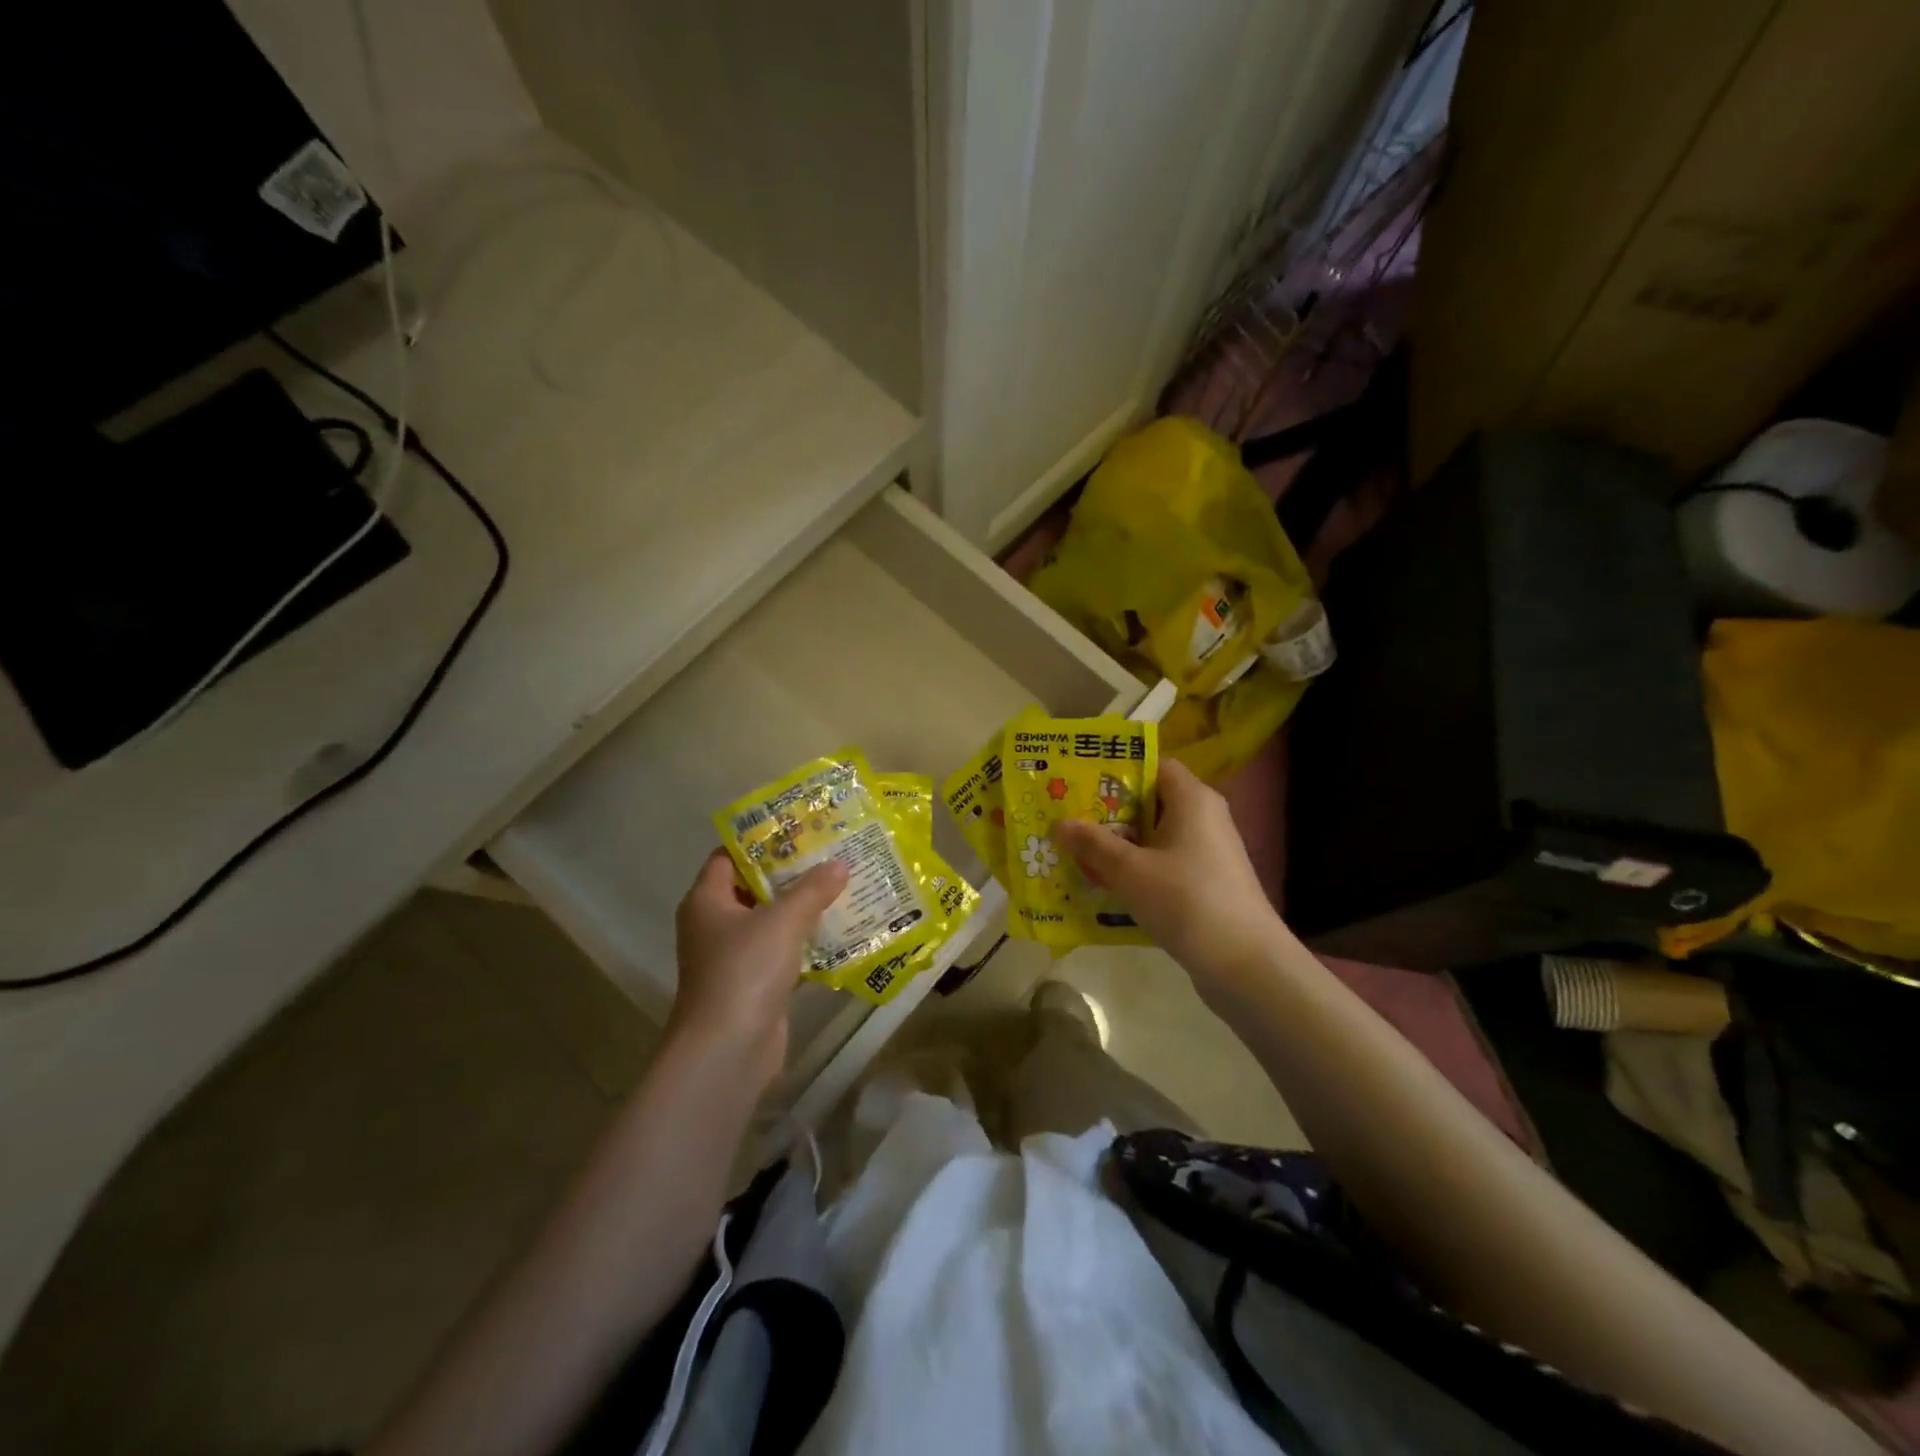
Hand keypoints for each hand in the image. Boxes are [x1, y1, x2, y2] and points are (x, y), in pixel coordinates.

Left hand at [670, 850, 848, 1087]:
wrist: (728, 1050)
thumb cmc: (745, 971)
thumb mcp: (783, 920)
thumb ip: (812, 889)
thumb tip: (839, 864)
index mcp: (708, 900)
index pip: (729, 856)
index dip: (761, 840)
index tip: (799, 828)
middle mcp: (715, 925)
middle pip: (754, 887)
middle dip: (791, 873)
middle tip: (830, 854)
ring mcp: (734, 957)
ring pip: (771, 921)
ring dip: (803, 908)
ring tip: (842, 885)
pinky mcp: (754, 984)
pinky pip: (783, 952)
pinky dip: (807, 942)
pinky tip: (841, 931)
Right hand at [1053, 760, 1283, 1003]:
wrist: (1246, 965)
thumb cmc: (1186, 901)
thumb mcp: (1130, 871)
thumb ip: (1093, 844)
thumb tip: (1060, 823)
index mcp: (1192, 799)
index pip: (1152, 765)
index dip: (1116, 771)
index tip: (1079, 782)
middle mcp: (1204, 817)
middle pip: (1150, 801)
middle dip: (1109, 812)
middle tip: (1068, 820)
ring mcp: (1208, 852)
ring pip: (1155, 836)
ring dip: (1120, 845)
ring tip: (1078, 854)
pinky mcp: (1207, 882)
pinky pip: (1164, 863)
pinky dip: (1138, 869)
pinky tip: (1107, 885)